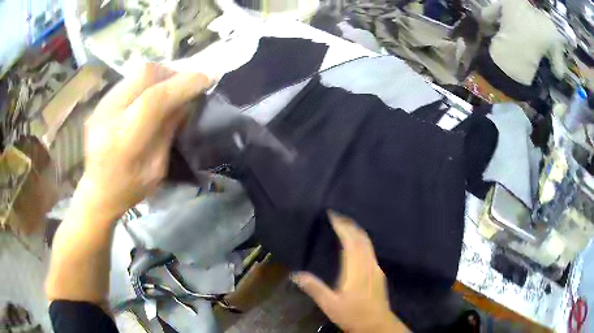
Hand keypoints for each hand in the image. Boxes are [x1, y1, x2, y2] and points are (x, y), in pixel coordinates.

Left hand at [80, 63, 210, 221]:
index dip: (183, 85)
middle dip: (171, 74)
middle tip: (185, 84)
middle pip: (145, 75)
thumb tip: (185, 102)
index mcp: (124, 140)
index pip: (154, 100)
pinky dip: (146, 82)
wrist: (96, 191)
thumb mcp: (156, 168)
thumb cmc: (128, 188)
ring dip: (159, 76)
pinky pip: (129, 80)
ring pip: (136, 73)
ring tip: (169, 88)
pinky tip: (150, 95)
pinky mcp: (100, 102)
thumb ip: (168, 131)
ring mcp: (101, 106)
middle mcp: (109, 115)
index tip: (206, 79)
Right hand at [291, 212, 408, 332]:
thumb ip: (314, 288)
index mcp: (356, 269)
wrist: (377, 325)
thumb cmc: (353, 315)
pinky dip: (362, 241)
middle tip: (337, 217)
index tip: (332, 215)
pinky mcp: (379, 273)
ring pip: (368, 243)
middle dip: (350, 225)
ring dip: (357, 232)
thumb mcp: (330, 304)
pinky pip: (370, 250)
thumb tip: (295, 274)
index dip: (342, 226)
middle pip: (361, 238)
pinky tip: (356, 245)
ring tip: (345, 226)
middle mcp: (368, 264)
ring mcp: (376, 268)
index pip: (350, 241)